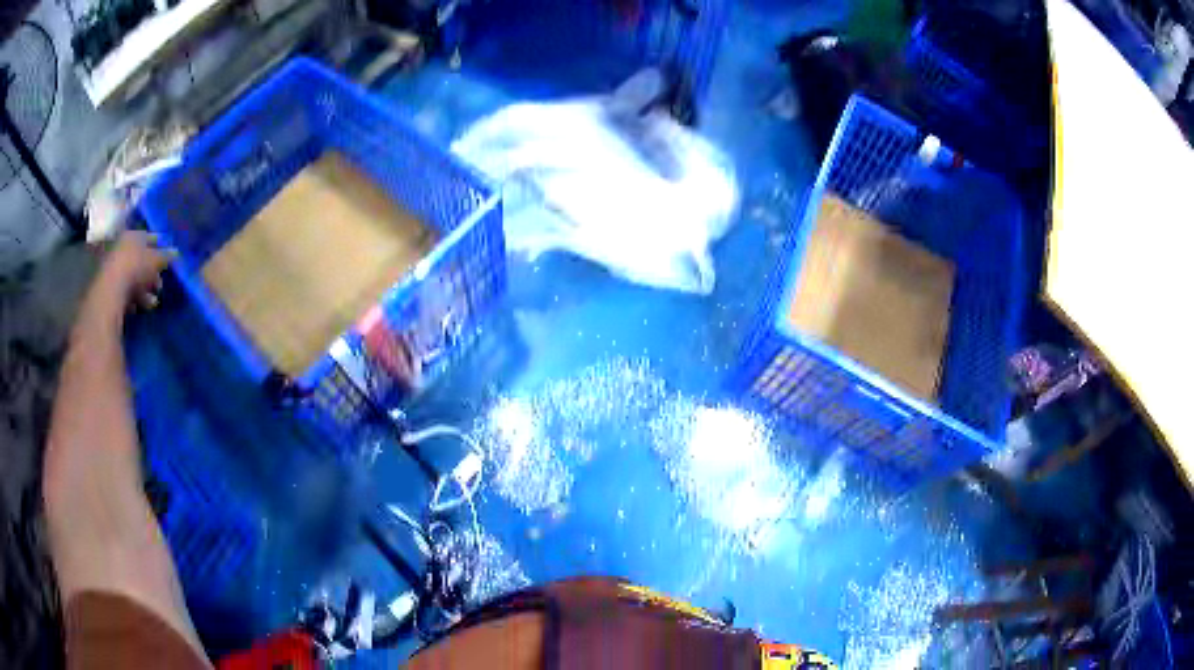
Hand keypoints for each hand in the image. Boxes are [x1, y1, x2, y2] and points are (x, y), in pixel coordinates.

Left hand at [93, 231, 175, 311]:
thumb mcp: (156, 259)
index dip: (160, 248)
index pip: (150, 238)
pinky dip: (132, 298)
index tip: (168, 260)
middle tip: (160, 286)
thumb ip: (166, 256)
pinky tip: (138, 307)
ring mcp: (113, 267)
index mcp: (133, 235)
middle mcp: (122, 247)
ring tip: (152, 302)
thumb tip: (177, 253)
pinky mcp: (109, 286)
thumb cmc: (135, 267)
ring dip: (143, 290)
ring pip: (132, 277)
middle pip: (140, 260)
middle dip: (151, 274)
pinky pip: (124, 291)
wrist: (111, 289)